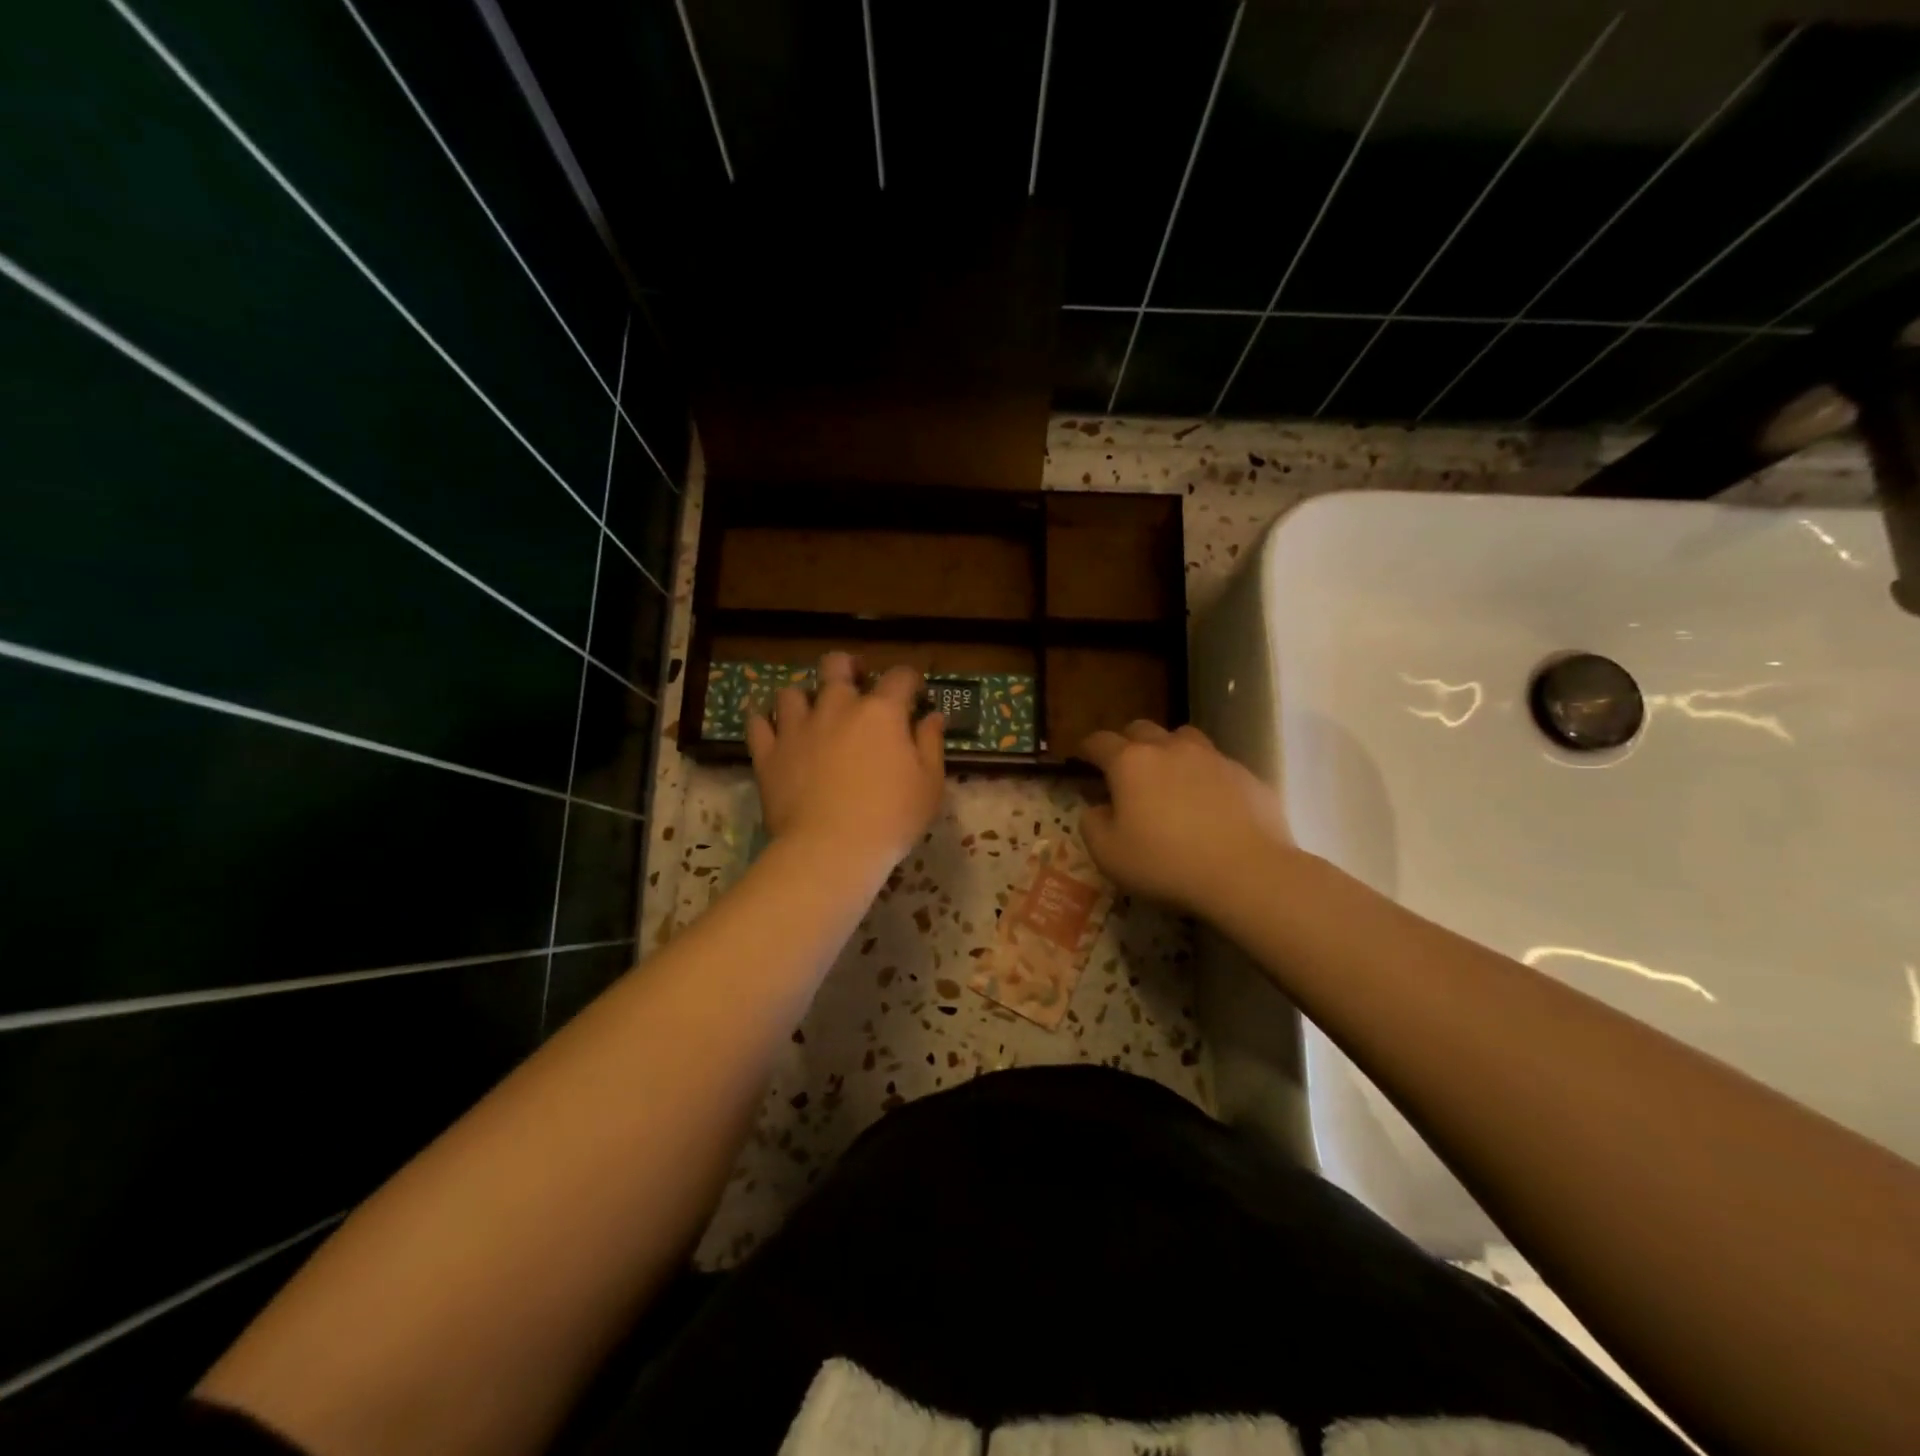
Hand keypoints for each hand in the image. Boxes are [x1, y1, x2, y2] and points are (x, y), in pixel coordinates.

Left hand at [746, 653, 945, 871]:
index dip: (910, 680)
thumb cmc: (891, 818)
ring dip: (804, 697)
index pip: (900, 676)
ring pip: (792, 691)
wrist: (831, 849)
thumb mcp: (930, 784)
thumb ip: (931, 743)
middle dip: (848, 667)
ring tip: (811, 712)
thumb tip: (933, 716)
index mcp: (881, 712)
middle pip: (837, 665)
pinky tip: (773, 729)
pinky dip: (765, 721)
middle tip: (856, 683)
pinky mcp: (769, 753)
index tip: (915, 695)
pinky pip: (758, 723)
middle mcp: (837, 707)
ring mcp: (797, 727)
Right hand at [1077, 721, 1293, 917]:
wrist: (1247, 872)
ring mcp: (1211, 757)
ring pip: (1183, 737)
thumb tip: (1097, 808)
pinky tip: (1209, 803)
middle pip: (1141, 729)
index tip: (1082, 758)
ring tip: (1169, 777)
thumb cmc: (1166, 863)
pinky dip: (1204, 775)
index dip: (1087, 748)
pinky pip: (1216, 764)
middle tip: (1124, 769)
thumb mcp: (1108, 855)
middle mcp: (1169, 748)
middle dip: (1127, 743)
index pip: (1099, 741)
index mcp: (1130, 762)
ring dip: (1169, 749)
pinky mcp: (1245, 774)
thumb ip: (1092, 824)